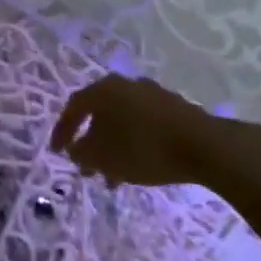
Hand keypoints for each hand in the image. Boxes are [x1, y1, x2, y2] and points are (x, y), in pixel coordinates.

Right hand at [50, 75, 246, 187]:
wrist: (203, 146)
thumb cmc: (144, 148)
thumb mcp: (104, 157)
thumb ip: (82, 153)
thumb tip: (75, 149)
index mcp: (103, 90)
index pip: (74, 107)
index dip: (62, 130)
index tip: (57, 151)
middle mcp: (124, 85)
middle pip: (99, 113)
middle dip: (91, 141)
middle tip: (87, 167)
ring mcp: (151, 94)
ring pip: (122, 121)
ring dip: (113, 146)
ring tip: (114, 176)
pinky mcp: (173, 107)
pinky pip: (143, 124)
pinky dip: (134, 142)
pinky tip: (139, 165)